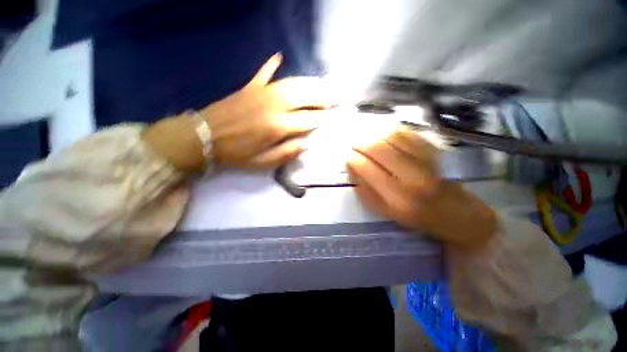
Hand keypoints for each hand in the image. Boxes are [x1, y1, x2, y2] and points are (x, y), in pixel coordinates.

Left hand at [200, 54, 332, 167]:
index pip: (307, 120)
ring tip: (322, 84)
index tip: (334, 116)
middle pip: (304, 97)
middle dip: (322, 97)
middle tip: (335, 97)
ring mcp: (261, 93)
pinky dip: (272, 65)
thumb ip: (286, 153)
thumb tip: (306, 144)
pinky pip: (263, 72)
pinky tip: (280, 57)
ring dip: (309, 83)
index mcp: (277, 126)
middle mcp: (273, 106)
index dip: (322, 118)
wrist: (203, 137)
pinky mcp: (249, 87)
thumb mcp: (262, 162)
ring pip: (291, 83)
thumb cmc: (236, 153)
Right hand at [347, 127, 496, 249]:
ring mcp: (426, 161)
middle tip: (354, 144)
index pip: (367, 169)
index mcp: (396, 198)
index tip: (347, 156)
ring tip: (368, 140)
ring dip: (374, 136)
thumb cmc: (417, 217)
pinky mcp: (435, 152)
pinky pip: (408, 134)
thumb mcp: (385, 212)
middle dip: (361, 144)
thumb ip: (365, 191)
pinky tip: (385, 136)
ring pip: (391, 137)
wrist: (457, 214)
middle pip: (378, 149)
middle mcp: (411, 177)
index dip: (353, 159)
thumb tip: (352, 168)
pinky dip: (392, 131)